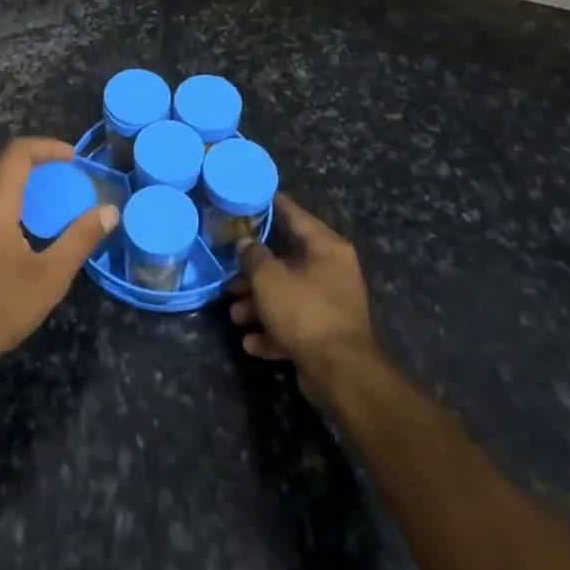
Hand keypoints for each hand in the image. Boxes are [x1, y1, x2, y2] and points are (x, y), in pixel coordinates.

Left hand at [0, 138, 117, 398]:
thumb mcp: (49, 277)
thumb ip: (80, 238)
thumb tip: (110, 211)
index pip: (17, 153)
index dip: (46, 147)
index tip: (72, 158)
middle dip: (26, 158)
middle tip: (54, 174)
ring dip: (5, 176)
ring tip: (35, 197)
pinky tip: (8, 225)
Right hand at [230, 194, 378, 398]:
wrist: (339, 372)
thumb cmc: (304, 311)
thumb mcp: (269, 278)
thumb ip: (253, 255)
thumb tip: (245, 242)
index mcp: (327, 248)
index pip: (295, 216)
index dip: (272, 205)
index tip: (251, 196)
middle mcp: (333, 271)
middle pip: (286, 262)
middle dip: (254, 274)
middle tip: (230, 278)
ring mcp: (331, 304)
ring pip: (287, 296)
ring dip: (258, 306)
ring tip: (235, 316)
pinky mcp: (326, 335)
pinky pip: (294, 325)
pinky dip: (273, 332)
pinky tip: (251, 343)